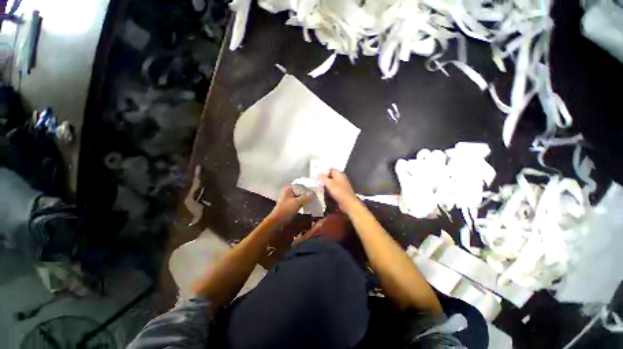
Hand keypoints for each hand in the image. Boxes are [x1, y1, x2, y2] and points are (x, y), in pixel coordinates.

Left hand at [269, 186, 313, 223]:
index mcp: (288, 189)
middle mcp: (288, 193)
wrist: (277, 222)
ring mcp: (289, 199)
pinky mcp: (290, 206)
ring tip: (315, 201)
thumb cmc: (286, 210)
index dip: (308, 188)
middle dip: (308, 194)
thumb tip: (315, 194)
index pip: (301, 185)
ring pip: (300, 197)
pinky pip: (299, 203)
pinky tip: (310, 206)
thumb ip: (306, 197)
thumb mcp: (297, 202)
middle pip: (301, 191)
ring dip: (307, 199)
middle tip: (317, 196)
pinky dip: (304, 204)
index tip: (316, 190)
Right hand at [318, 169, 360, 213]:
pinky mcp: (340, 191)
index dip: (323, 170)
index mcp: (339, 173)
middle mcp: (340, 177)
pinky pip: (332, 187)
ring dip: (325, 183)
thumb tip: (317, 173)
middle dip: (323, 177)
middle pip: (330, 175)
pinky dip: (327, 187)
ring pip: (330, 181)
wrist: (348, 203)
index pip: (329, 169)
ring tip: (316, 183)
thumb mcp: (329, 184)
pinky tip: (322, 189)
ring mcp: (340, 184)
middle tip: (314, 178)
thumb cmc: (339, 192)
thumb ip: (323, 178)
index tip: (315, 172)